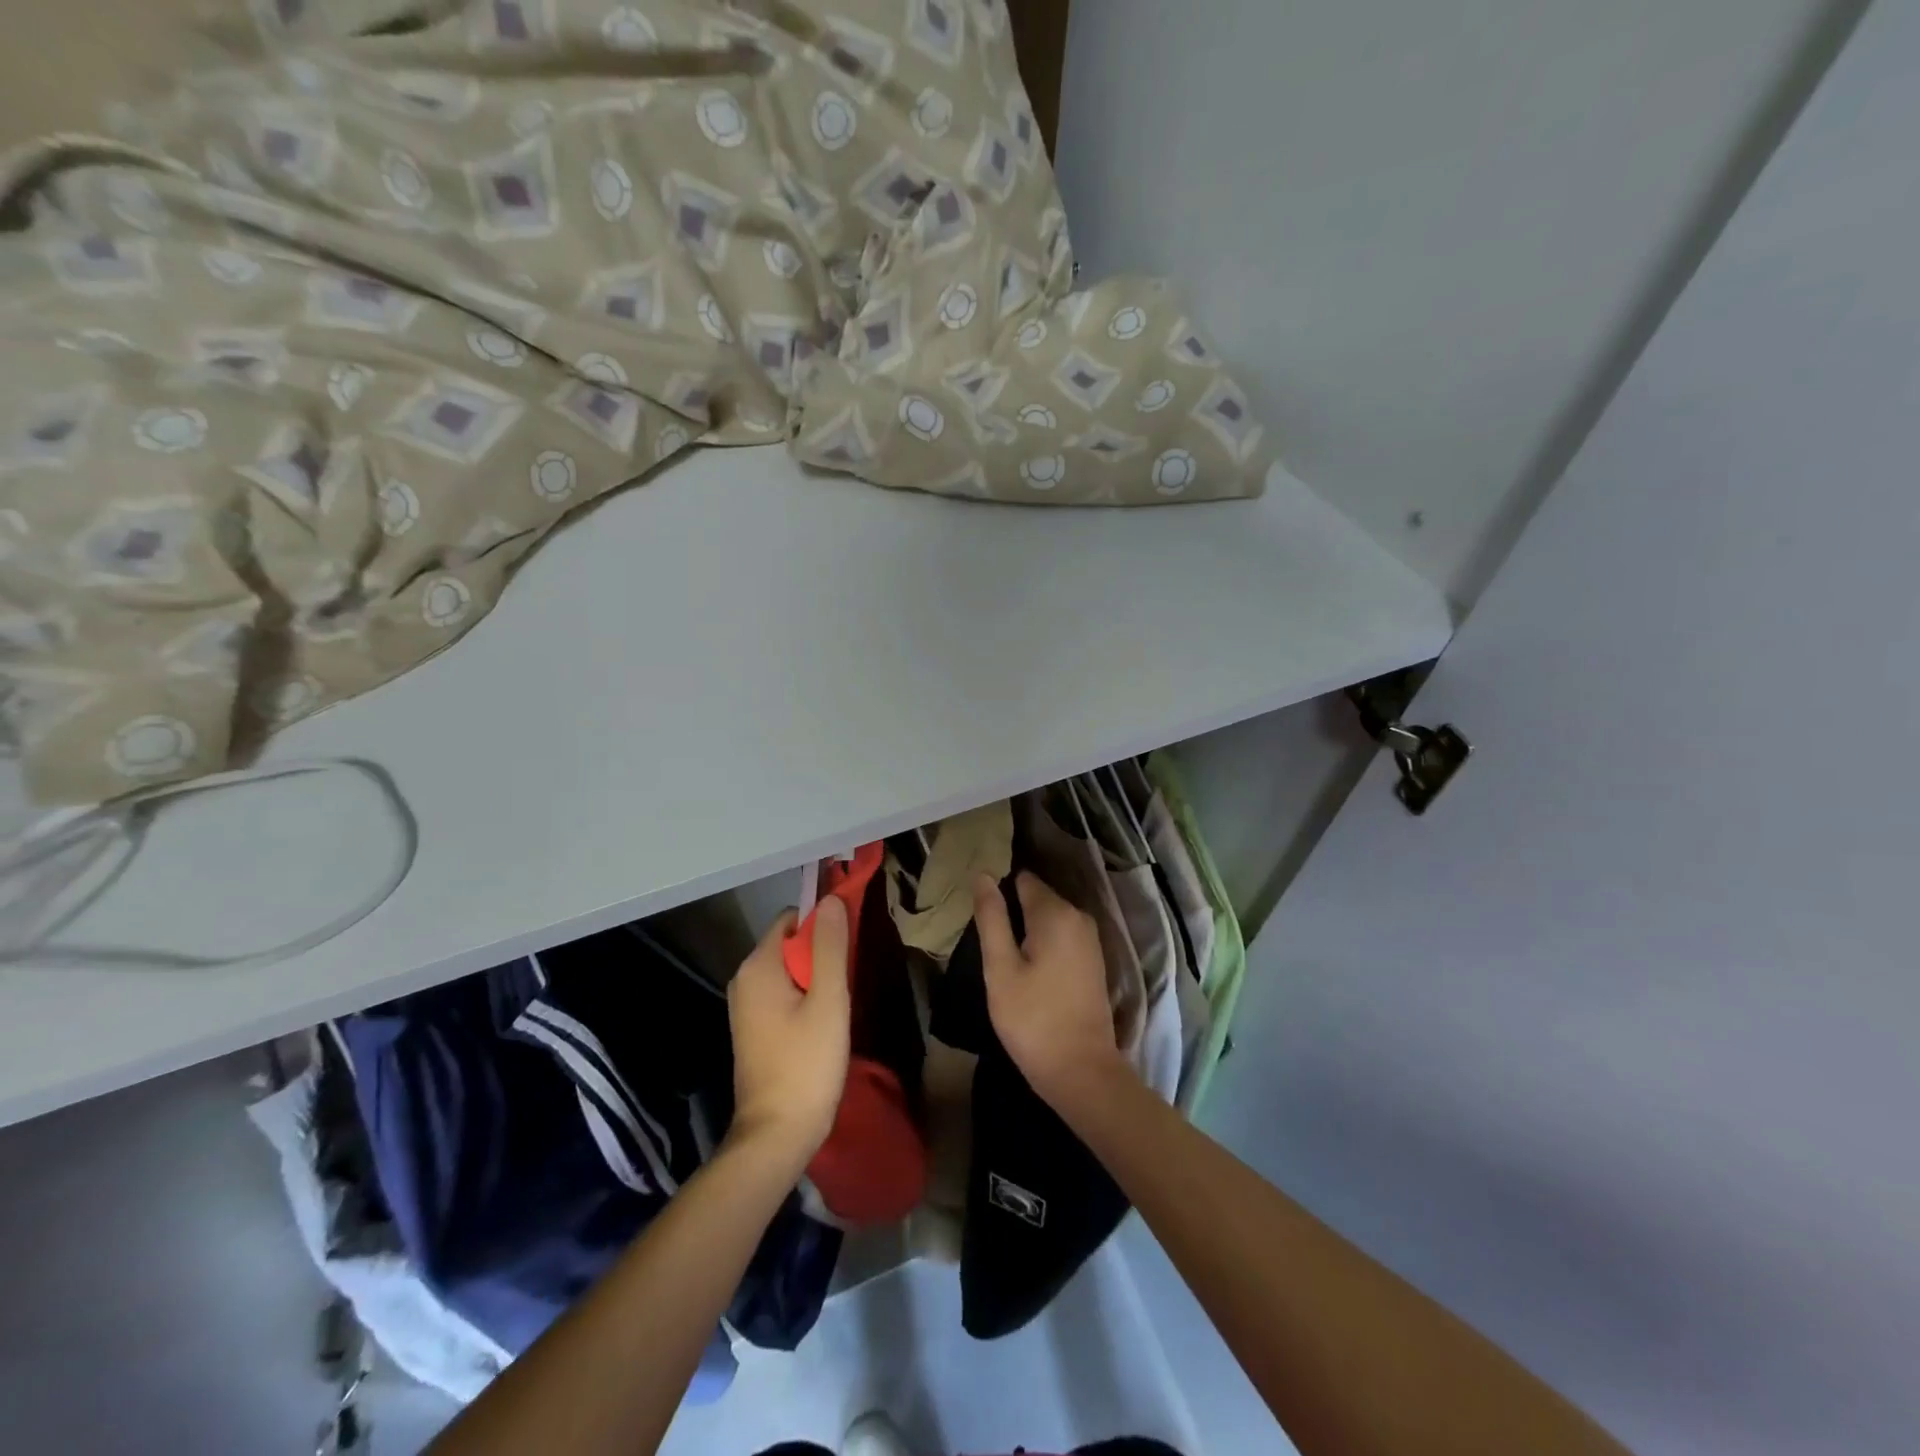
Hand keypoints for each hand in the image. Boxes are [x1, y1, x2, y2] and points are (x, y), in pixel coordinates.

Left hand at [726, 899, 850, 1165]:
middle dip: (821, 955)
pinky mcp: (752, 1028)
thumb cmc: (806, 1064)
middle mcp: (744, 979)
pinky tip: (822, 1026)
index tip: (849, 949)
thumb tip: (830, 900)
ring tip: (837, 1008)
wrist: (776, 1136)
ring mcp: (745, 1006)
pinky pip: (782, 993)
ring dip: (816, 979)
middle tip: (846, 984)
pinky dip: (803, 998)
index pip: (793, 919)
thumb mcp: (829, 1001)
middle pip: (790, 943)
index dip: (823, 925)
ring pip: (789, 970)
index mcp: (758, 966)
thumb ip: (831, 947)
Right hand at [973, 872, 1129, 1106]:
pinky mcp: (1093, 960)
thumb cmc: (1033, 1019)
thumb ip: (992, 918)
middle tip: (986, 939)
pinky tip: (1026, 967)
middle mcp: (1078, 916)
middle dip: (1012, 910)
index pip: (1022, 879)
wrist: (1082, 1071)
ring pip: (1049, 918)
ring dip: (1026, 929)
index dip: (998, 890)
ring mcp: (1090, 939)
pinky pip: (1061, 936)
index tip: (979, 912)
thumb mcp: (1000, 968)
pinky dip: (1043, 943)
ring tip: (1002, 954)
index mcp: (1056, 912)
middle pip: (1037, 897)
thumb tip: (983, 875)